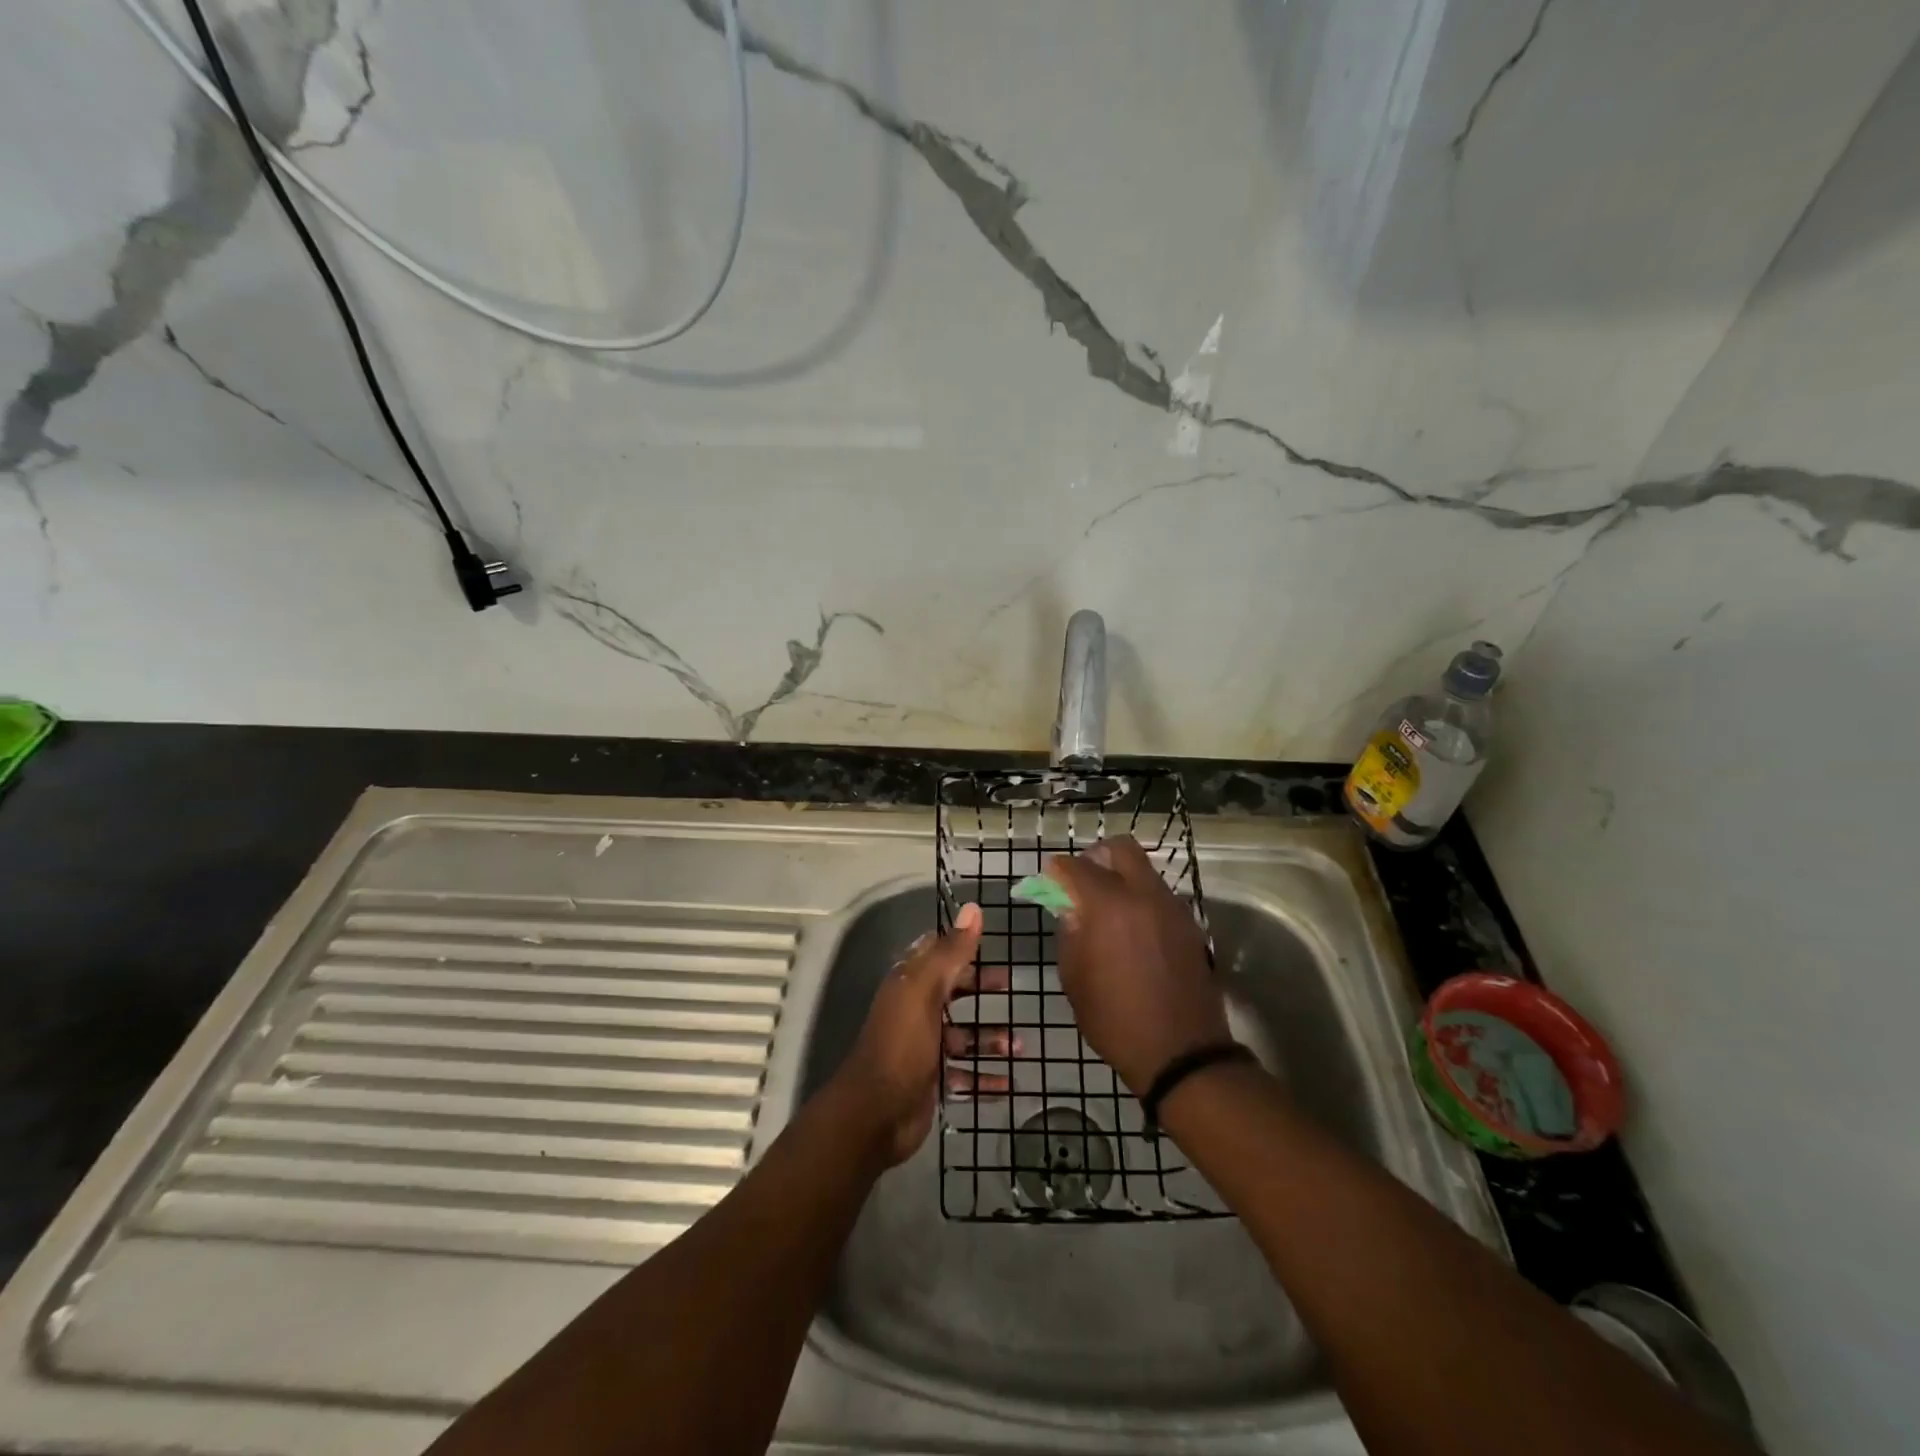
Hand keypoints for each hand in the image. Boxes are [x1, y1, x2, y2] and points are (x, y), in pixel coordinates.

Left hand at [827, 903, 1017, 1166]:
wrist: (875, 1114)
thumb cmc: (902, 1044)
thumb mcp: (926, 991)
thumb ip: (951, 952)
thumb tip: (973, 908)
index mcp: (910, 983)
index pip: (937, 953)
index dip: (961, 944)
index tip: (992, 942)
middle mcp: (915, 1010)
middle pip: (953, 991)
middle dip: (982, 988)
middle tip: (1012, 987)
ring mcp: (924, 1047)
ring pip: (963, 1035)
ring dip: (991, 1038)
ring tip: (1019, 1047)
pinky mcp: (932, 1080)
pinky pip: (965, 1074)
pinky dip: (985, 1077)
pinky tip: (1009, 1083)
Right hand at [1047, 836, 1230, 1094]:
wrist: (1182, 1053)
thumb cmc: (1116, 1020)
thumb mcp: (1074, 980)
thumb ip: (1070, 935)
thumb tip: (1071, 910)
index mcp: (1108, 906)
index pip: (1075, 867)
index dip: (1056, 870)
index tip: (1048, 878)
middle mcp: (1143, 895)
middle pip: (1120, 848)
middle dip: (1095, 857)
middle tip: (1082, 881)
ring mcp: (1172, 907)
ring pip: (1144, 870)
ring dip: (1121, 877)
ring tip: (1108, 909)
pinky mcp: (1189, 924)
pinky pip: (1159, 894)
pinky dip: (1141, 898)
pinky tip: (1132, 929)